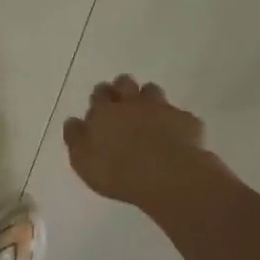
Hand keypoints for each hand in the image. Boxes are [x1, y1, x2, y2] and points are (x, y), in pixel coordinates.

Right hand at [64, 75, 210, 209]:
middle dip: (122, 87)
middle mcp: (131, 104)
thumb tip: (73, 121)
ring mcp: (161, 109)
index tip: (100, 104)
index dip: (100, 96)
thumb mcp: (83, 161)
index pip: (99, 94)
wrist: (167, 176)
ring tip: (148, 114)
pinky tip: (175, 135)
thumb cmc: (117, 171)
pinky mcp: (186, 121)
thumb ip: (76, 138)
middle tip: (122, 101)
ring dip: (148, 98)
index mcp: (104, 112)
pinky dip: (175, 121)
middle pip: (125, 83)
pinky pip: (179, 115)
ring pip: (152, 91)